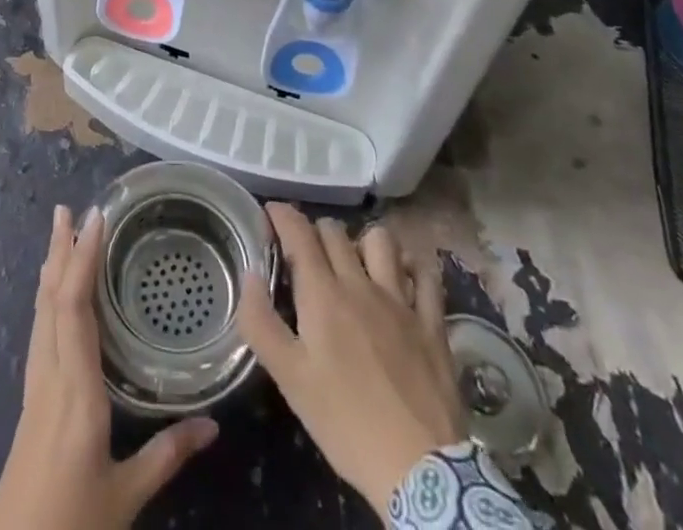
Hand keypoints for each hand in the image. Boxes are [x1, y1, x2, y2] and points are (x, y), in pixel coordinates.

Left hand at [0, 205, 218, 529]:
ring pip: (40, 313)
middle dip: (59, 250)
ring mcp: (34, 387)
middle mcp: (49, 378)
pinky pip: (39, 332)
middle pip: (50, 300)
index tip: (95, 219)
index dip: (81, 259)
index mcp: (75, 392)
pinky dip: (48, 299)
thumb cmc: (70, 523)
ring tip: (57, 234)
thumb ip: (167, 455)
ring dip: (50, 269)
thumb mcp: (125, 496)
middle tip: (66, 209)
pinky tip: (52, 296)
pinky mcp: (30, 400)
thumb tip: (213, 424)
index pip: (74, 309)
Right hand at [236, 203, 463, 513]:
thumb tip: (250, 274)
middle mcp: (360, 284)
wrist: (420, 469)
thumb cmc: (346, 424)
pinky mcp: (432, 322)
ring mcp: (401, 300)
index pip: (299, 232)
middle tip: (305, 252)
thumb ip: (261, 323)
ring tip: (355, 262)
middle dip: (315, 230)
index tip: (270, 213)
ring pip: (381, 240)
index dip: (282, 214)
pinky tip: (403, 277)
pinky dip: (411, 266)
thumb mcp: (290, 380)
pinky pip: (425, 274)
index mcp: (323, 295)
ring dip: (363, 242)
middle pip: (334, 231)